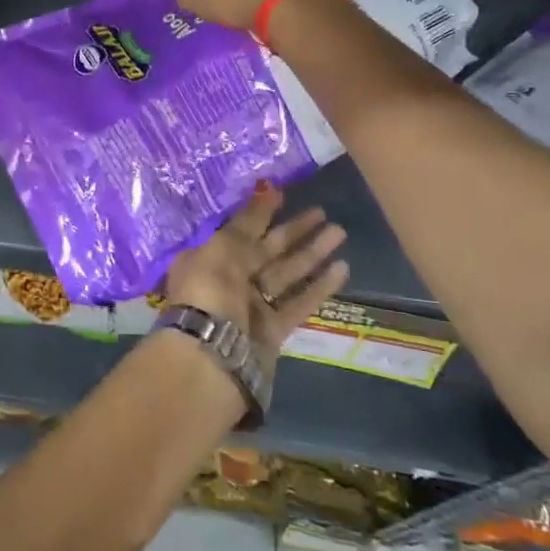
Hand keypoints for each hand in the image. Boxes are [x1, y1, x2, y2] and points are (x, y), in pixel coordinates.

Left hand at [163, 184, 347, 381]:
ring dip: (312, 253)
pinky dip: (319, 286)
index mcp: (207, 257)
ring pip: (287, 273)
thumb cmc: (209, 293)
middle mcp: (228, 279)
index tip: (283, 193)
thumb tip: (266, 191)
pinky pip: (298, 302)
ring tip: (339, 232)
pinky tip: (342, 268)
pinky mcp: (273, 331)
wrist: (211, 358)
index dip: (260, 211)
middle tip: (322, 211)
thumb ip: (247, 222)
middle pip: (266, 249)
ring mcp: (251, 306)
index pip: (238, 228)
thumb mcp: (221, 248)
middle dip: (293, 230)